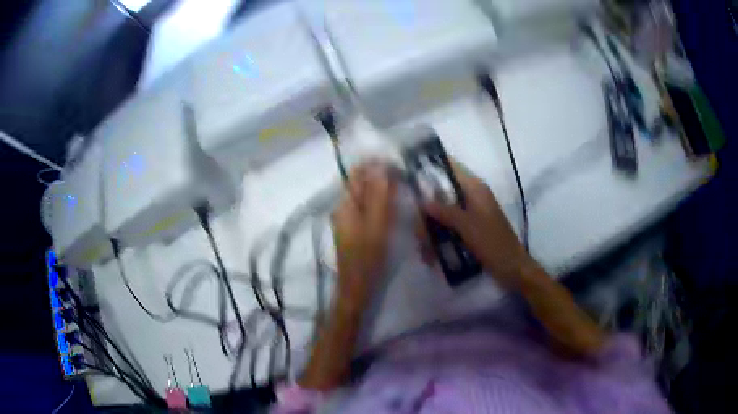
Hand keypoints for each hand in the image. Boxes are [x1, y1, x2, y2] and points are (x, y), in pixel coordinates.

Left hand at [333, 163, 396, 308]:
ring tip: (403, 188)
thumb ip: (379, 195)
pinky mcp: (354, 227)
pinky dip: (380, 201)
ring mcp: (347, 217)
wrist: (356, 287)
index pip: (358, 172)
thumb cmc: (367, 257)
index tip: (400, 165)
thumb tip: (382, 166)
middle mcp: (343, 206)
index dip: (377, 164)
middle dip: (381, 175)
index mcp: (345, 203)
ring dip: (382, 187)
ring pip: (365, 193)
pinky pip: (367, 206)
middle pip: (361, 181)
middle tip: (406, 177)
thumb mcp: (377, 225)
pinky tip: (394, 205)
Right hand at [417, 160, 532, 288]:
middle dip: (427, 209)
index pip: (451, 167)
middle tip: (417, 228)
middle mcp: (472, 196)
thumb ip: (445, 211)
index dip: (432, 166)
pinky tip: (432, 252)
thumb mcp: (467, 226)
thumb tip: (423, 200)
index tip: (411, 173)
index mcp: (475, 189)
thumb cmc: (492, 243)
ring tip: (424, 247)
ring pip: (444, 211)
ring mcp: (471, 213)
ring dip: (432, 226)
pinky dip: (440, 235)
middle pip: (443, 192)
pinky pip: (449, 225)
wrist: (511, 267)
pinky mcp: (470, 228)